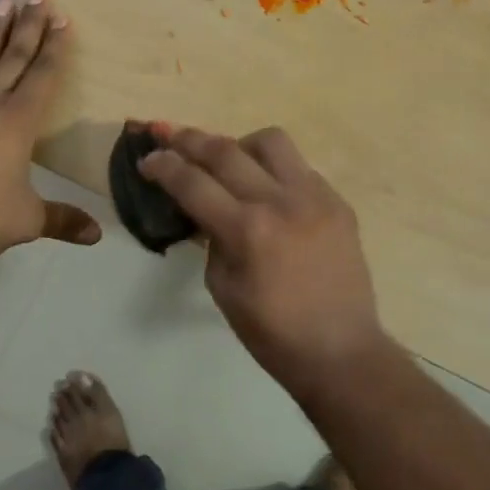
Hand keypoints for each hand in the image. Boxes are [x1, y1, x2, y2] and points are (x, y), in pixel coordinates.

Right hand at [139, 125, 386, 396]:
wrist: (342, 351)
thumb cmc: (273, 333)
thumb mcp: (223, 288)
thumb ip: (211, 238)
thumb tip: (206, 208)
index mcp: (247, 230)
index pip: (193, 183)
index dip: (164, 166)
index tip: (147, 159)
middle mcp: (281, 202)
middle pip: (225, 150)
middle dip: (190, 140)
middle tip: (171, 138)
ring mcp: (315, 197)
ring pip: (271, 142)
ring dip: (241, 145)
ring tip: (231, 163)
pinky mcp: (338, 202)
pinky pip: (300, 168)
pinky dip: (276, 171)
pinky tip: (269, 193)